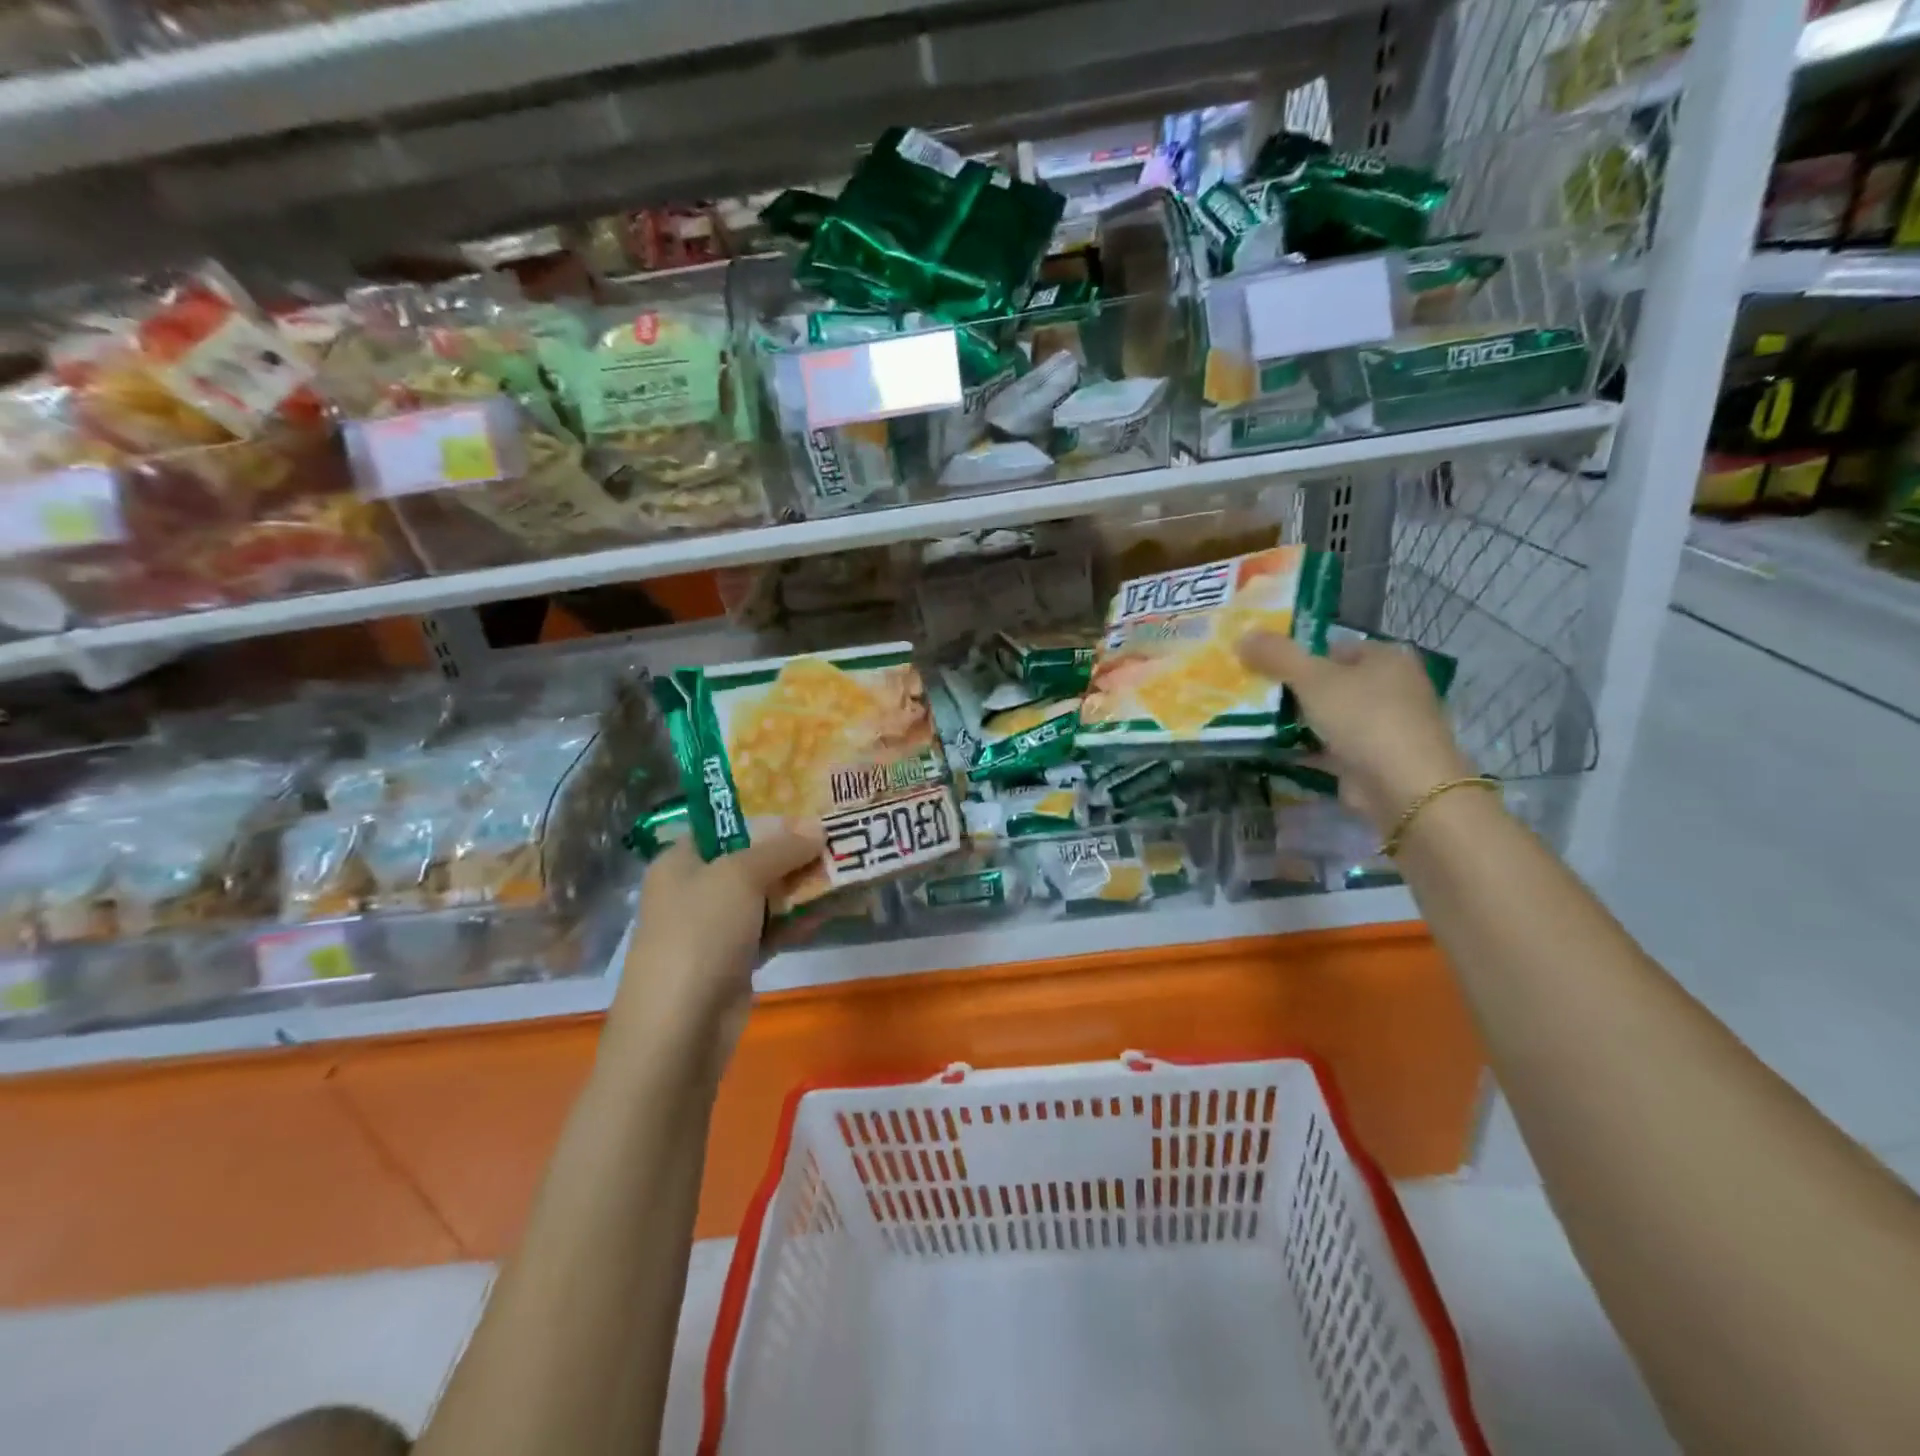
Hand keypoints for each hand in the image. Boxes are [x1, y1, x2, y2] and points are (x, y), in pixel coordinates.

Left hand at [607, 821, 823, 1077]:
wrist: (680, 1028)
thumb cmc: (699, 933)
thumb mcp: (740, 876)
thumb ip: (781, 848)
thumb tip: (817, 827)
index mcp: (680, 860)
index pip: (722, 823)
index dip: (762, 810)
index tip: (804, 802)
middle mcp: (695, 888)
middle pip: (749, 857)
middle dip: (791, 848)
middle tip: (834, 831)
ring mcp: (715, 927)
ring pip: (765, 894)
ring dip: (800, 884)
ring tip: (844, 863)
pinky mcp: (735, 960)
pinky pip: (772, 928)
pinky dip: (798, 918)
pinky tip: (833, 906)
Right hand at [1238, 630, 1475, 834]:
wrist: (1403, 787)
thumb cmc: (1364, 718)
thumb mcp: (1313, 678)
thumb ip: (1277, 655)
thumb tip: (1242, 636)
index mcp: (1387, 658)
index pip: (1334, 648)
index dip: (1299, 656)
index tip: (1264, 669)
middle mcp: (1392, 688)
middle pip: (1331, 682)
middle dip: (1295, 690)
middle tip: (1255, 695)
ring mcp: (1385, 726)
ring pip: (1331, 716)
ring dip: (1299, 721)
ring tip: (1255, 721)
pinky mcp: (1373, 760)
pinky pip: (1331, 748)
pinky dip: (1307, 749)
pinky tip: (1274, 750)